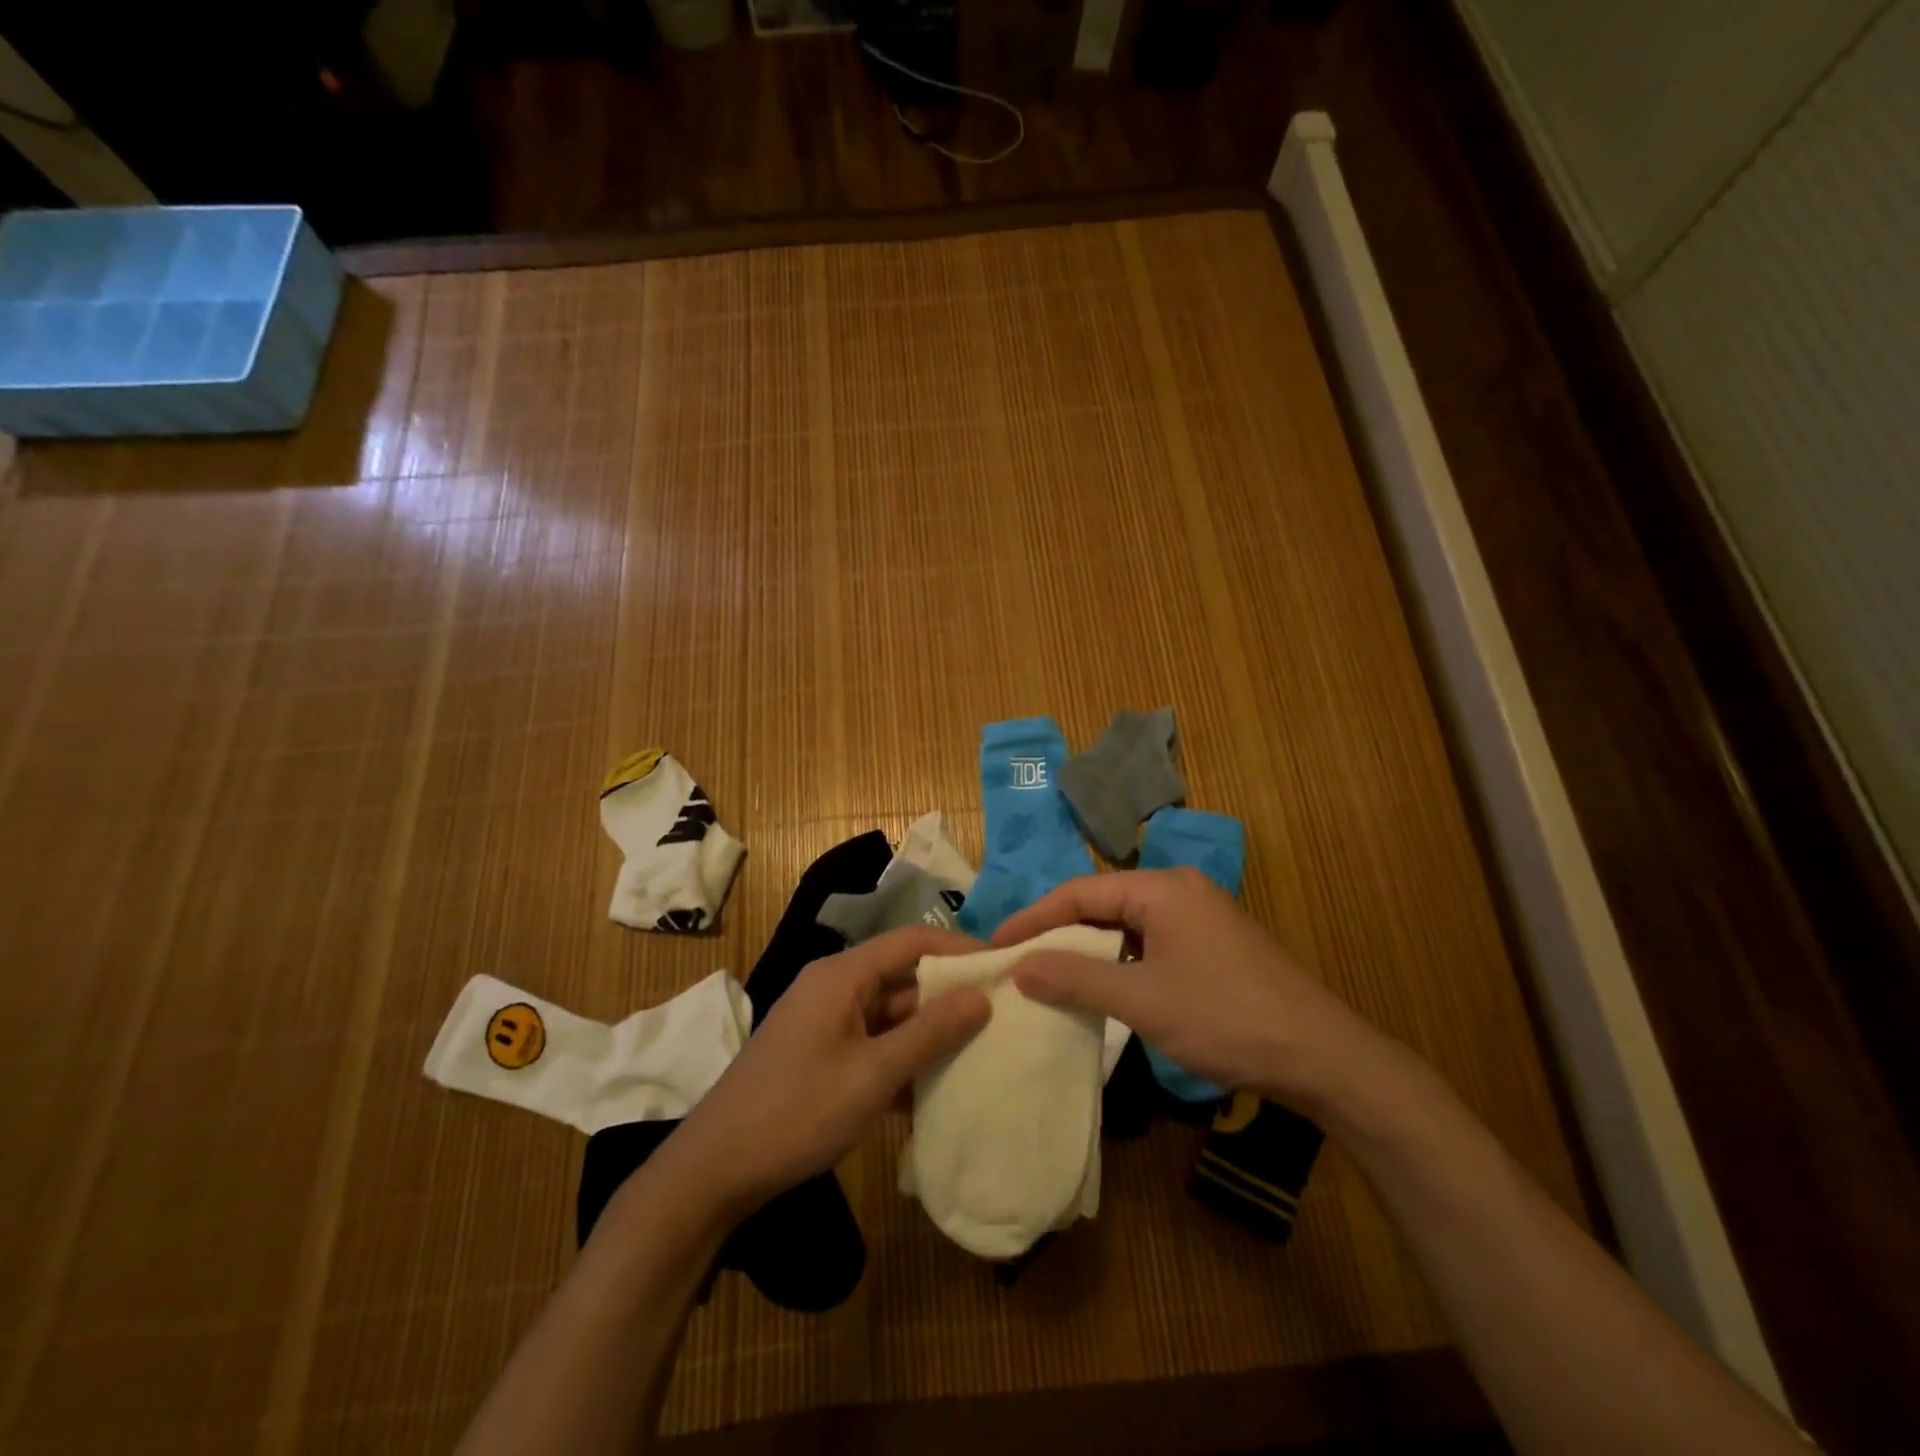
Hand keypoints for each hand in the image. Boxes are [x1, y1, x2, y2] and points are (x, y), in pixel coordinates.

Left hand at [663, 925, 991, 1219]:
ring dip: (927, 1034)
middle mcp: (834, 988)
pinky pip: (872, 1044)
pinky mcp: (820, 1055)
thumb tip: (981, 996)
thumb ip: (929, 1033)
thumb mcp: (872, 1075)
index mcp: (842, 976)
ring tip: (979, 1051)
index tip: (1003, 966)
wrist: (714, 1172)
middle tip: (1001, 1014)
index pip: (912, 941)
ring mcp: (825, 1023)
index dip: (958, 948)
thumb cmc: (796, 1112)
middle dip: (948, 996)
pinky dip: (901, 1060)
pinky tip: (933, 1090)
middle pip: (902, 977)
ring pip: (889, 1015)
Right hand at [994, 868, 1383, 1114]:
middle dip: (1058, 932)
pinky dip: (1119, 962)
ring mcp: (1200, 916)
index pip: (1079, 891)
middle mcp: (1179, 890)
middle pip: (1102, 903)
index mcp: (1161, 888)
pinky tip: (1102, 987)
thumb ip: (1076, 979)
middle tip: (1017, 962)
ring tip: (1049, 975)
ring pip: (1126, 925)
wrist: (1323, 1057)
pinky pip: (1150, 942)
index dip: (1034, 918)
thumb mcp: (1142, 1000)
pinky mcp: (1213, 944)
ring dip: (1088, 949)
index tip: (996, 945)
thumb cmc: (1225, 1018)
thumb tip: (1020, 966)